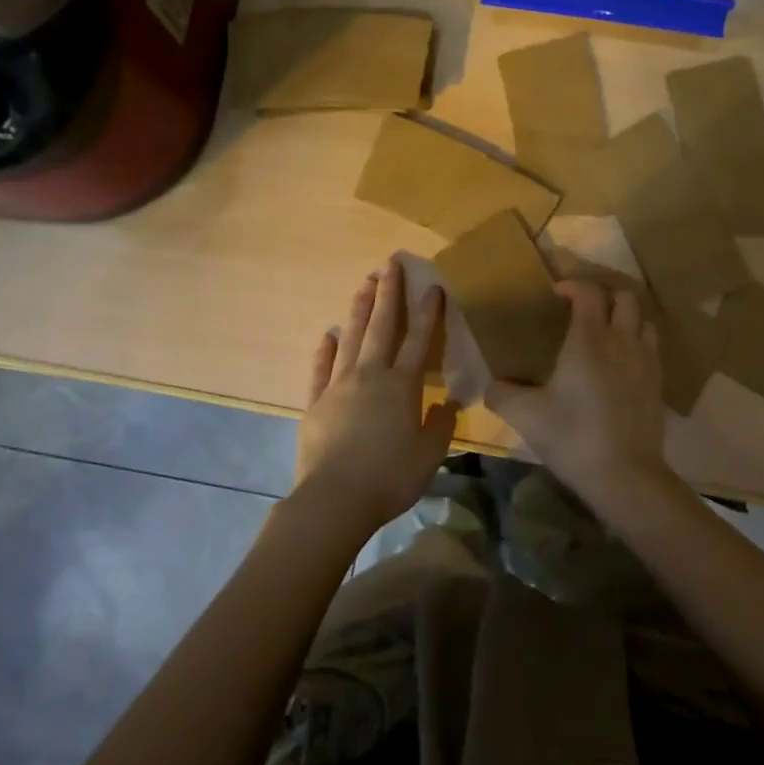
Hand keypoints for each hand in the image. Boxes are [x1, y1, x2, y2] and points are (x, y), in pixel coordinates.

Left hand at [291, 259, 457, 539]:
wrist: (333, 501)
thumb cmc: (389, 478)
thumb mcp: (429, 456)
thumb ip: (441, 425)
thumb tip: (447, 402)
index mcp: (402, 386)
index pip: (419, 339)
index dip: (428, 311)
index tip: (432, 285)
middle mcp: (371, 375)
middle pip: (381, 326)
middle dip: (388, 292)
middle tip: (390, 263)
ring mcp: (339, 386)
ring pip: (351, 338)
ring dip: (359, 308)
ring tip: (364, 282)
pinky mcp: (316, 402)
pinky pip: (320, 369)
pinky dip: (325, 350)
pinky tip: (327, 334)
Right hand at [485, 280, 672, 516]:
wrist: (625, 475)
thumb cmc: (573, 437)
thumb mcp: (527, 416)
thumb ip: (502, 395)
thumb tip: (491, 385)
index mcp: (589, 339)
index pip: (588, 292)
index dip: (573, 284)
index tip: (556, 292)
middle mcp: (622, 340)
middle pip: (624, 297)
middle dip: (604, 294)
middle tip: (584, 308)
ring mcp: (646, 361)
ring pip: (644, 320)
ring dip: (626, 317)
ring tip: (607, 331)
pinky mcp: (658, 383)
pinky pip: (651, 348)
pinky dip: (637, 343)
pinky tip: (622, 364)